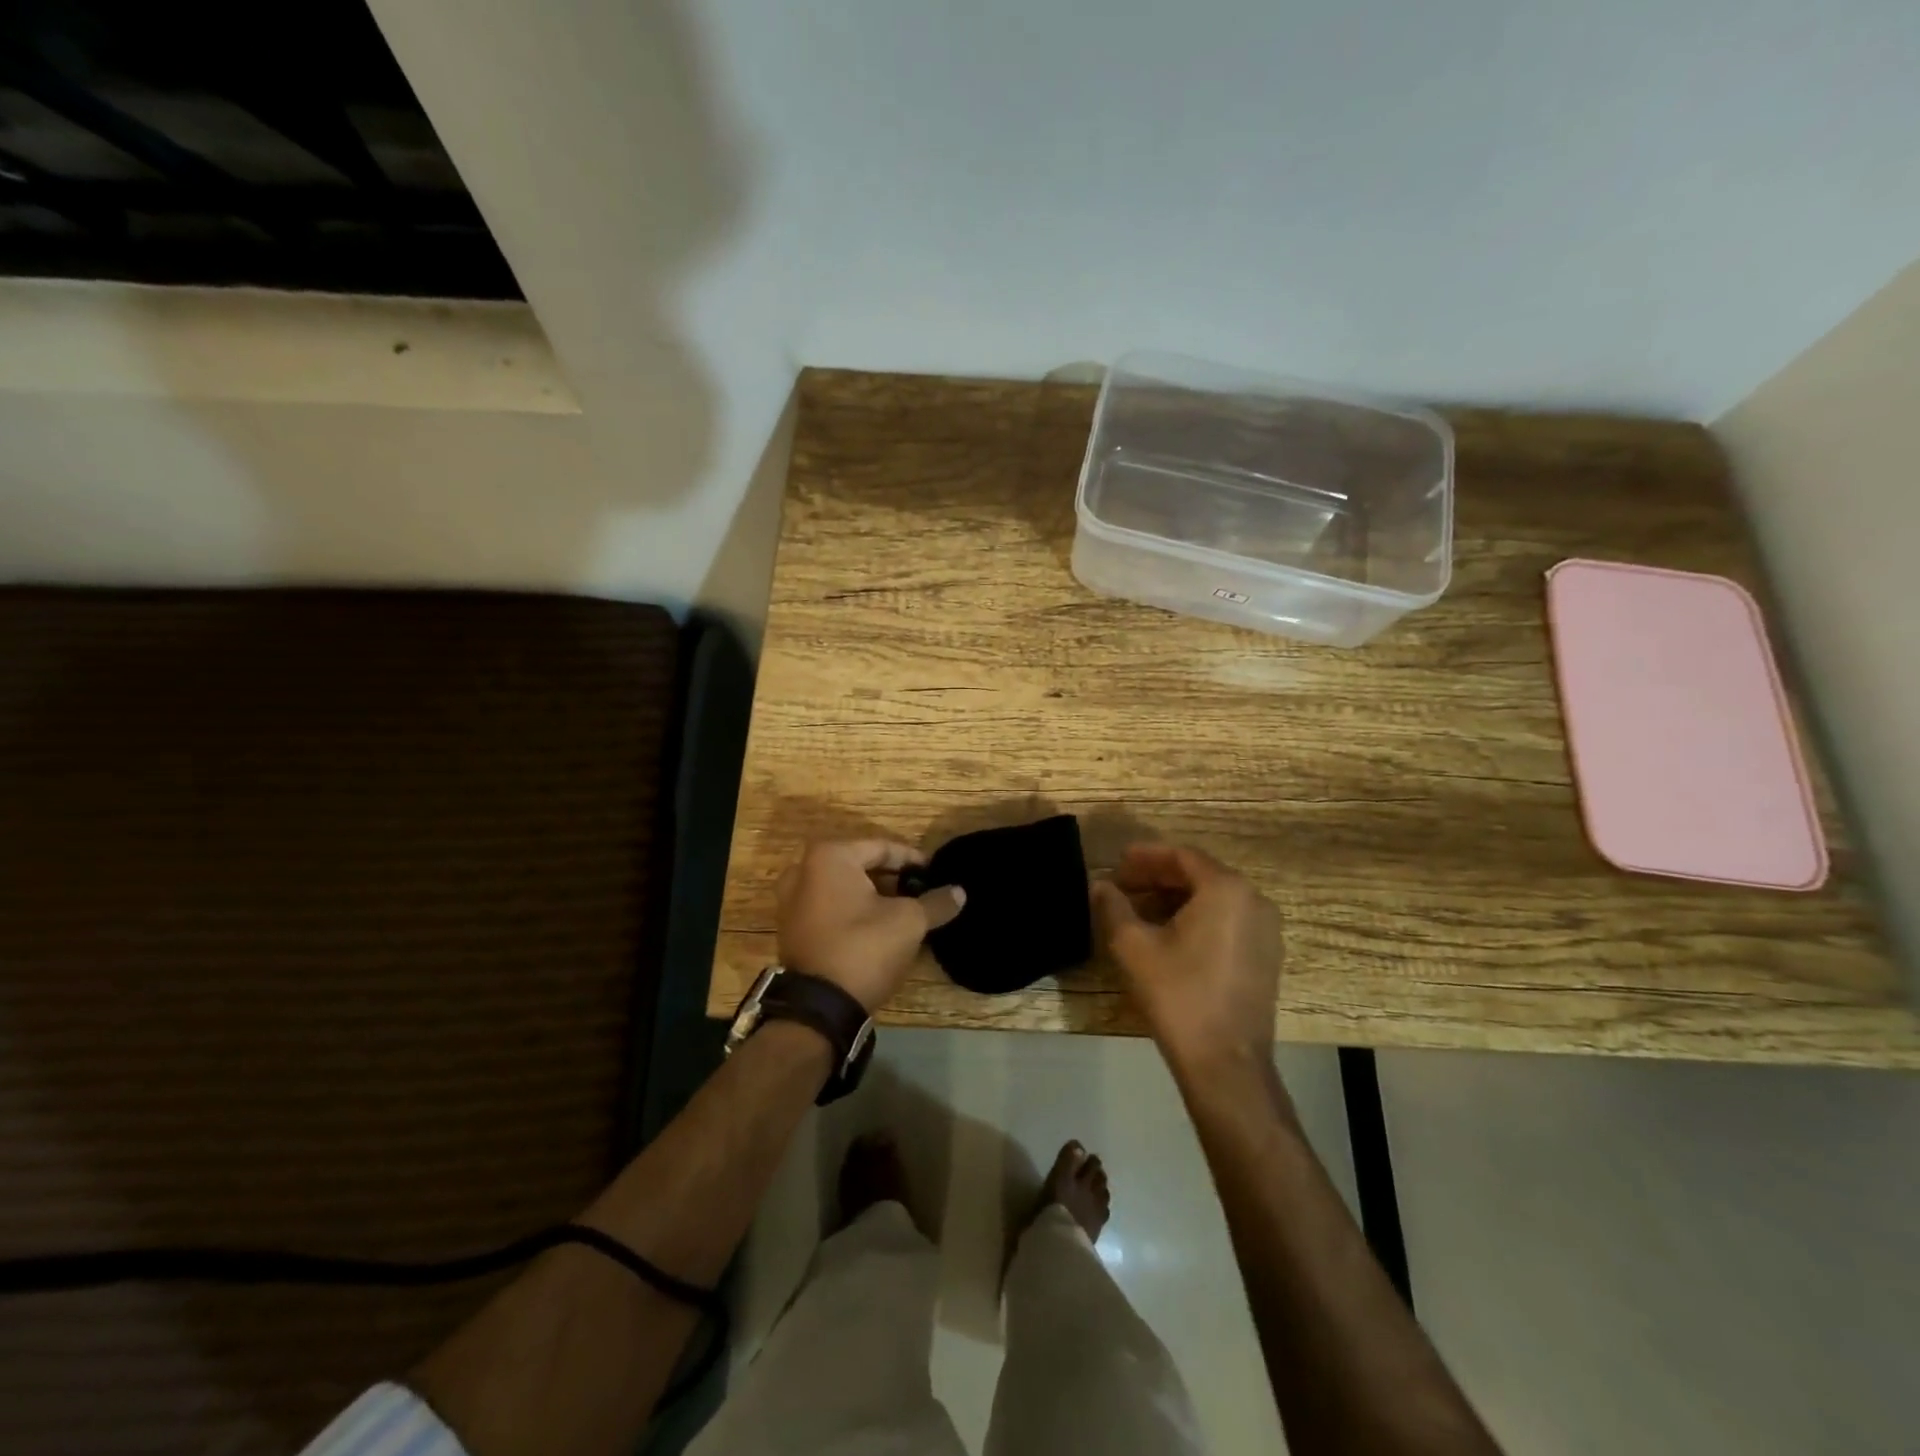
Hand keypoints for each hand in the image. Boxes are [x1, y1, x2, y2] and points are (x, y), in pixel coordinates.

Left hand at [777, 840, 966, 1012]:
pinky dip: (851, 911)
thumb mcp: (909, 922)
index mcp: (829, 857)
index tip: (934, 873)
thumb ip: (935, 902)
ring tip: (902, 908)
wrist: (820, 1007)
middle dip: (891, 877)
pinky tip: (876, 926)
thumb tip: (959, 892)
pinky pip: (828, 907)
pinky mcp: (790, 928)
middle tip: (920, 890)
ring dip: (872, 895)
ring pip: (842, 887)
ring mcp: (790, 901)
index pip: (881, 848)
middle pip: (859, 865)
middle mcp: (802, 870)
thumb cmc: (864, 947)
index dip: (912, 860)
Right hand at [1091, 843, 1282, 1071]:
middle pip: (1200, 875)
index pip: (1182, 856)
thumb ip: (1114, 907)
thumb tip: (1100, 885)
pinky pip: (1228, 920)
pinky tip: (1168, 934)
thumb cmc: (1178, 996)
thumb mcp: (1133, 947)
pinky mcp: (1266, 956)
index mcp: (1226, 890)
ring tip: (1139, 909)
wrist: (1226, 1063)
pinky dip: (1197, 917)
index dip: (1145, 856)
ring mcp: (1266, 930)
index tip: (1117, 863)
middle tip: (1123, 885)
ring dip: (1176, 898)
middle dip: (1158, 877)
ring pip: (1214, 899)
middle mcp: (1254, 901)